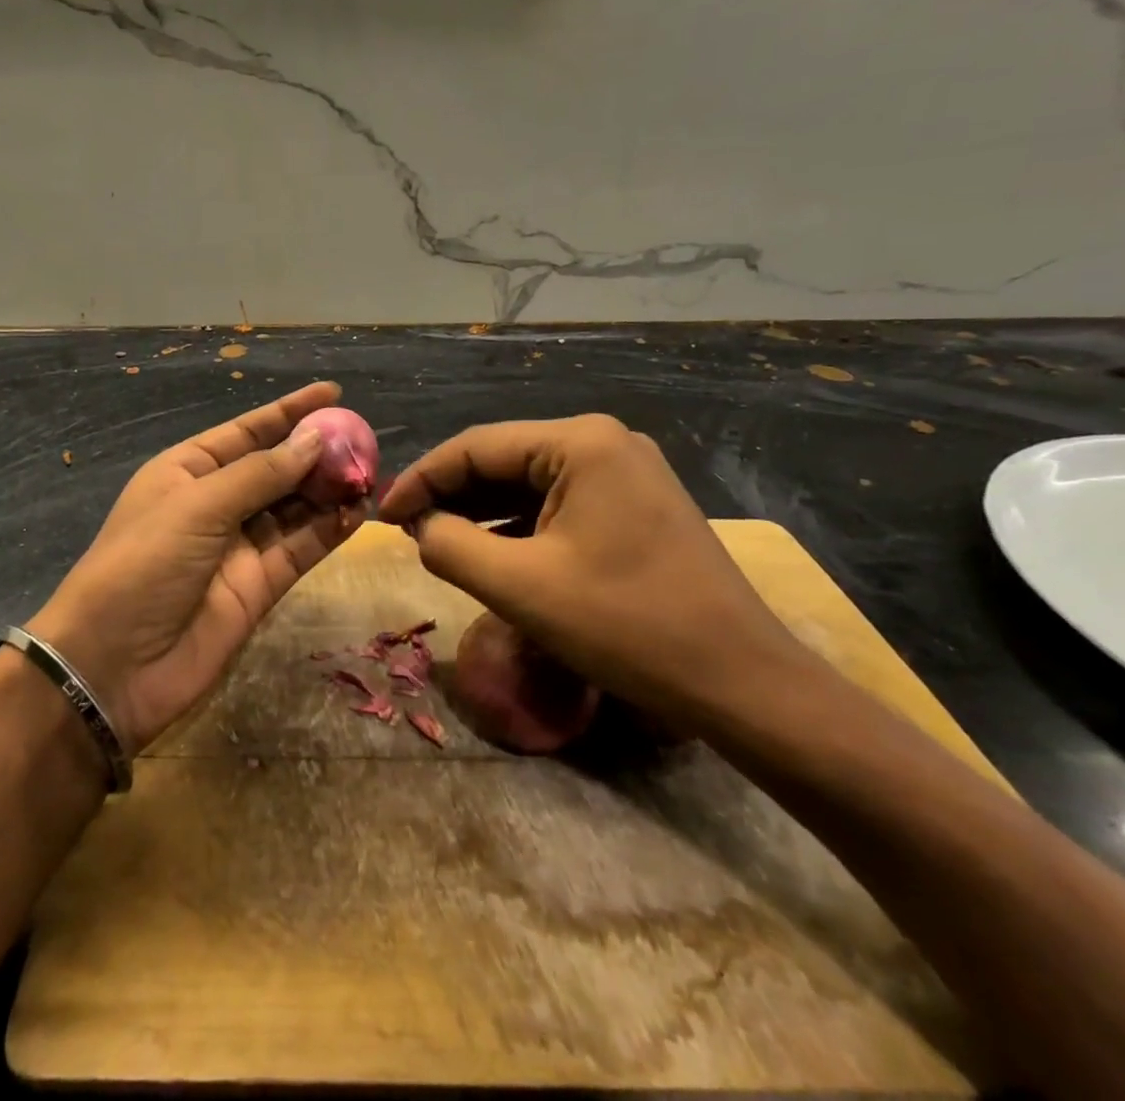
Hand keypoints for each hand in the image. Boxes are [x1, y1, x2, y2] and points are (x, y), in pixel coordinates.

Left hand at [29, 382, 364, 752]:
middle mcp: (216, 502)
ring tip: (370, 474)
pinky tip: (358, 512)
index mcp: (188, 470)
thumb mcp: (198, 506)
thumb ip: (261, 474)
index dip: (289, 411)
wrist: (113, 666)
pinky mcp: (259, 586)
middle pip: (276, 469)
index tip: (333, 393)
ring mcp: (239, 546)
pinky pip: (300, 549)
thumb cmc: (144, 564)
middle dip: (317, 454)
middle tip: (365, 441)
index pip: (247, 431)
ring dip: (329, 491)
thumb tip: (313, 440)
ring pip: (294, 509)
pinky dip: (329, 531)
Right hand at [377, 415, 813, 728]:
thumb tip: (419, 526)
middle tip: (405, 531)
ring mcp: (624, 471)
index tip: (382, 516)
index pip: (475, 447)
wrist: (742, 683)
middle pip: (502, 460)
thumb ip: (449, 546)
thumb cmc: (627, 626)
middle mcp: (603, 441)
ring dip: (480, 512)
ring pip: (527, 483)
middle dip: (450, 495)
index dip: (421, 479)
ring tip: (436, 542)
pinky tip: (488, 551)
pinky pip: (557, 504)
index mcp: (579, 442)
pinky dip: (516, 526)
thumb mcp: (519, 587)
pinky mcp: (634, 504)